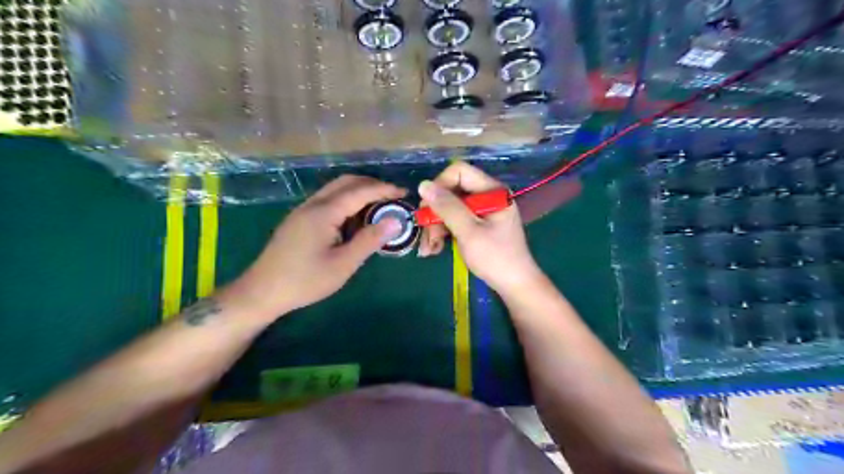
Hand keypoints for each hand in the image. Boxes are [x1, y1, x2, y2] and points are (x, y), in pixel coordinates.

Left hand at [222, 175, 407, 319]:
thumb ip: (369, 240)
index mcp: (324, 212)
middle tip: (393, 197)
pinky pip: (327, 200)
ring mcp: (303, 210)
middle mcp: (313, 204)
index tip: (404, 194)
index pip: (360, 191)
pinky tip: (353, 218)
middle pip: (346, 182)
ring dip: (358, 191)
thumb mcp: (343, 264)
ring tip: (378, 206)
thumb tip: (396, 220)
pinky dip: (346, 200)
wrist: (261, 291)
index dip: (385, 190)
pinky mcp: (299, 219)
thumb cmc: (305, 280)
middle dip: (372, 184)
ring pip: (335, 189)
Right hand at [417, 163, 546, 295]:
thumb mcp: (469, 232)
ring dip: (436, 226)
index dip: (440, 186)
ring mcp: (482, 211)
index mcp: (492, 191)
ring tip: (429, 249)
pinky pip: (455, 220)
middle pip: (452, 191)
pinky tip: (435, 248)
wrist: (515, 285)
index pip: (459, 172)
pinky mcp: (478, 224)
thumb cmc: (495, 258)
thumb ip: (447, 207)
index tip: (428, 209)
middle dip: (435, 213)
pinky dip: (443, 232)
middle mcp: (487, 196)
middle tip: (426, 236)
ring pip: (450, 208)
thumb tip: (423, 185)